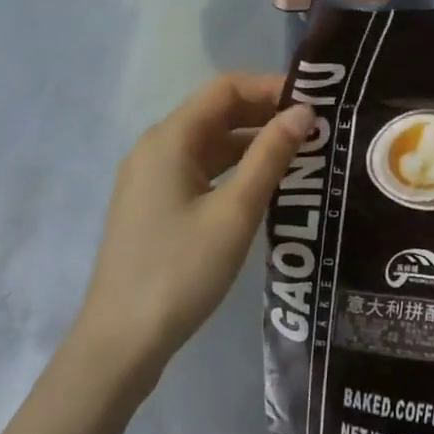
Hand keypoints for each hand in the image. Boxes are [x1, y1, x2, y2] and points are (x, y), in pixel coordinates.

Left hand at [73, 73, 312, 388]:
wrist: (119, 345)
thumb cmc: (180, 271)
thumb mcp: (235, 212)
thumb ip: (270, 156)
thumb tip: (304, 112)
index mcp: (170, 138)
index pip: (226, 88)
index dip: (270, 88)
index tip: (312, 104)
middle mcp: (157, 147)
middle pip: (217, 112)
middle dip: (265, 114)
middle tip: (314, 129)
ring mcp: (152, 177)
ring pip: (210, 142)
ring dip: (252, 142)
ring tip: (300, 154)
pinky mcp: (154, 204)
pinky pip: (200, 169)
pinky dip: (234, 168)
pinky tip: (265, 185)